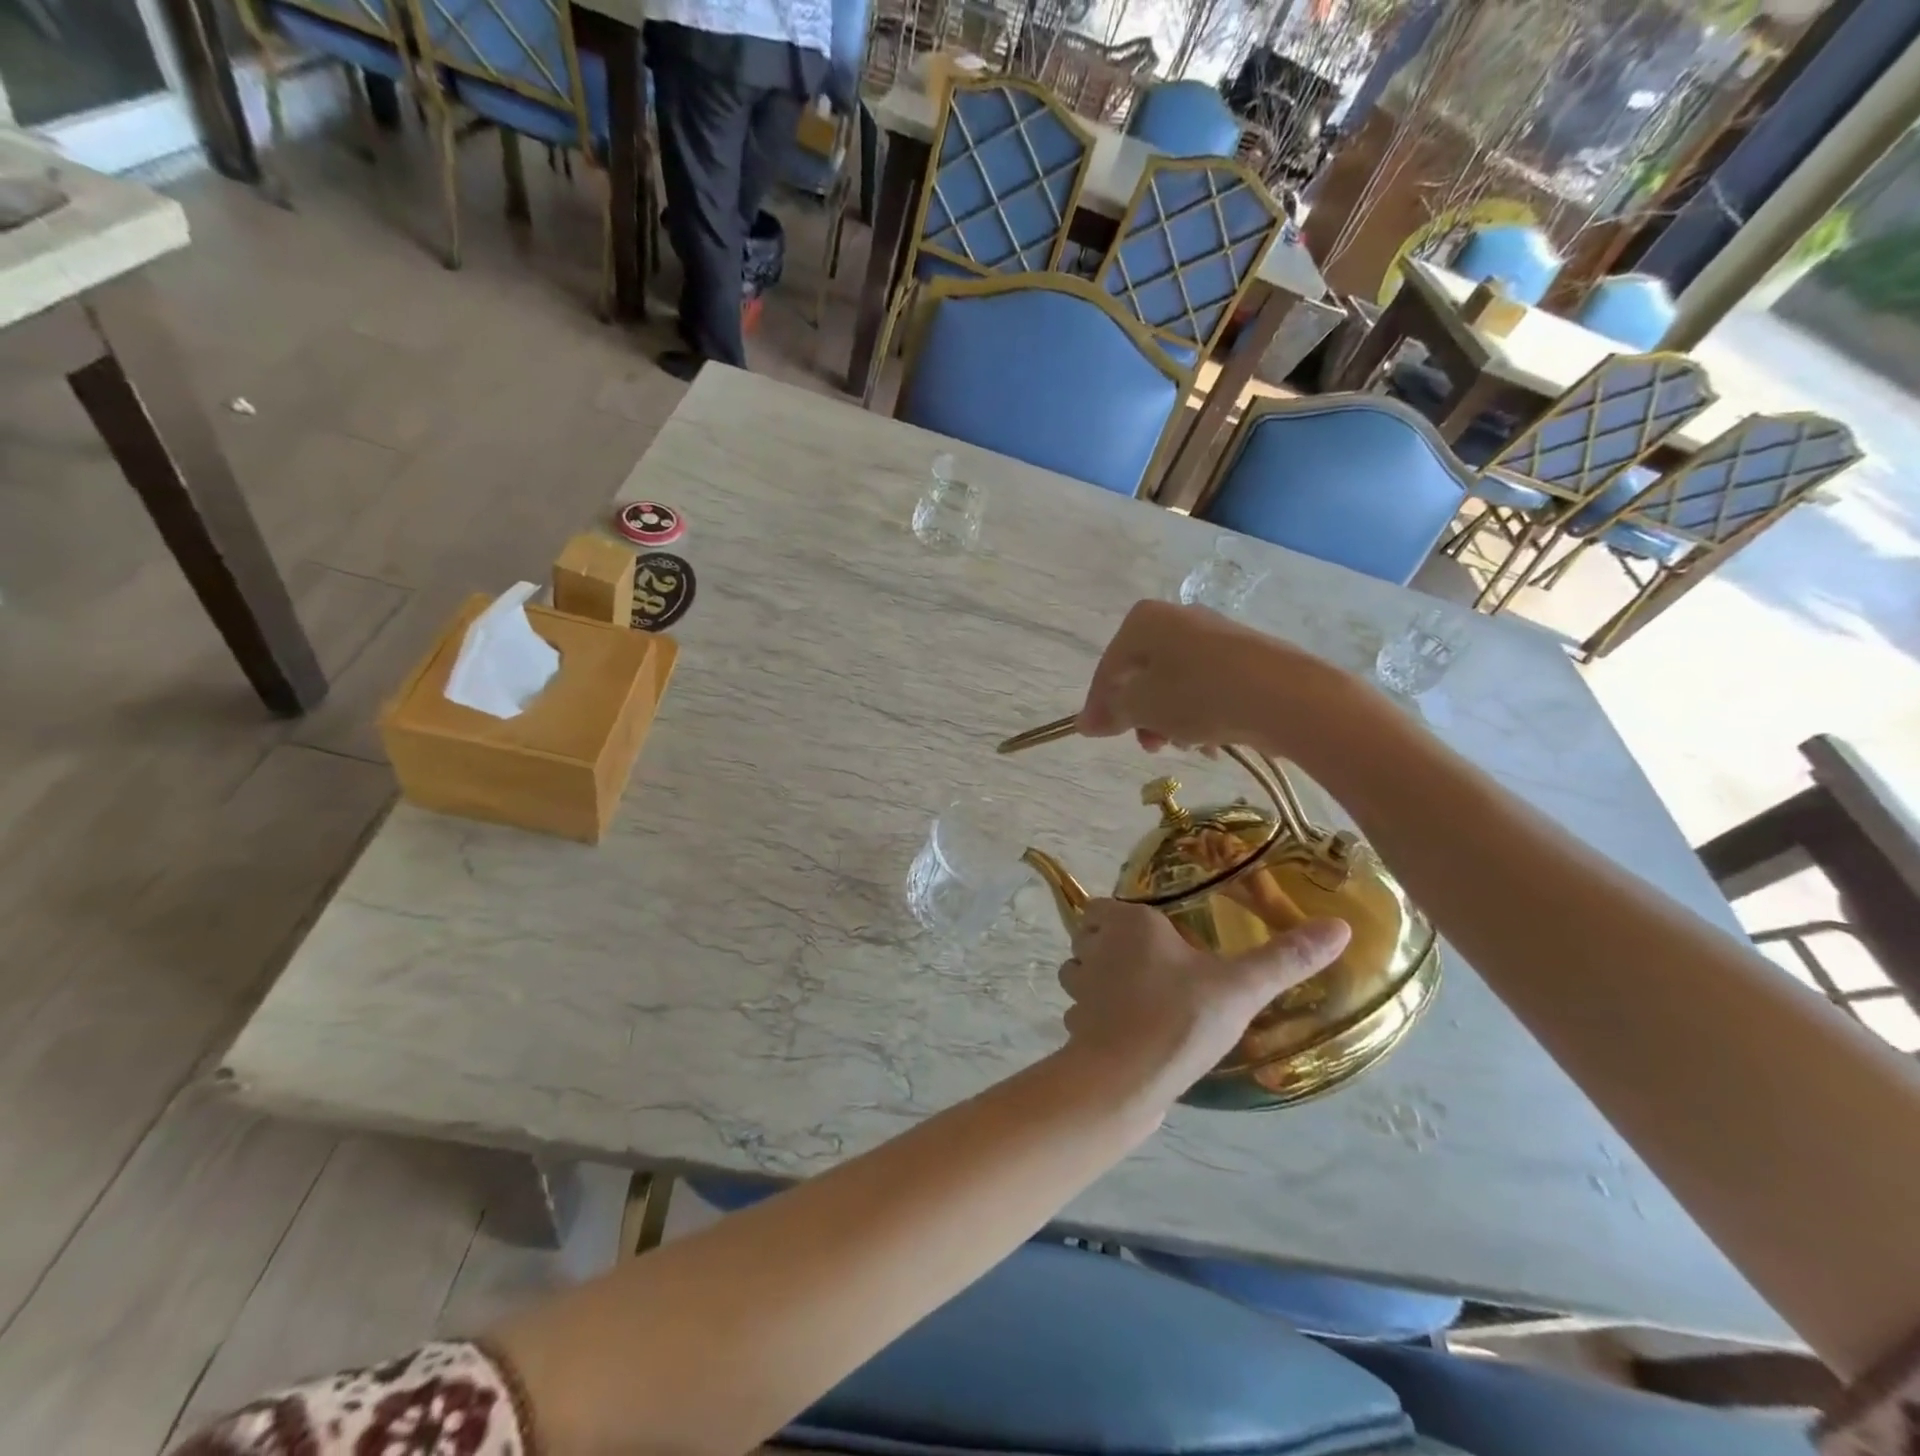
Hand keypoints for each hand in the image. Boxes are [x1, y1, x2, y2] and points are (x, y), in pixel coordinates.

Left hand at [1057, 899, 1349, 1096]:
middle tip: (1149, 964)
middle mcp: (1095, 949)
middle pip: (1089, 937)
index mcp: (1128, 925)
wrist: (1126, 1079)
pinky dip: (1094, 1019)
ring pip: (1078, 973)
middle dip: (1107, 945)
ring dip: (1095, 981)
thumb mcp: (1241, 987)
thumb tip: (1339, 925)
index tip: (1149, 932)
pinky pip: (1081, 1013)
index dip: (1118, 916)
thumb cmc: (1180, 1017)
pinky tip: (1125, 1034)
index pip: (1101, 905)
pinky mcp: (1076, 1028)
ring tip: (1135, 997)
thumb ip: (1286, 958)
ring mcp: (1080, 990)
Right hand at [1077, 600, 1302, 753]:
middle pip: (1144, 676)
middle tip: (1151, 745)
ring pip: (1176, 686)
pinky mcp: (1245, 658)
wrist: (1285, 696)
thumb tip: (1084, 723)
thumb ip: (1110, 712)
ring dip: (1172, 721)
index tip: (1098, 736)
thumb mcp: (1141, 707)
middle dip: (1143, 716)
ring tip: (1187, 746)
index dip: (1100, 705)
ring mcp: (1215, 636)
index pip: (1109, 667)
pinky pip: (1208, 688)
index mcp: (1144, 621)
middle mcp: (1178, 618)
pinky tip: (1213, 742)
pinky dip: (1202, 715)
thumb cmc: (1197, 695)